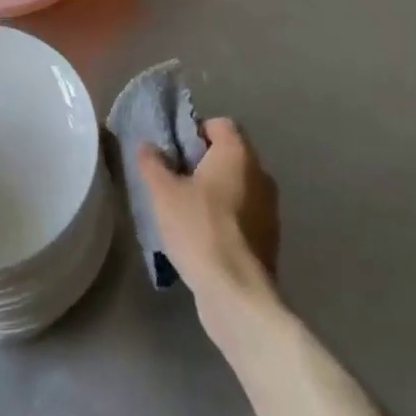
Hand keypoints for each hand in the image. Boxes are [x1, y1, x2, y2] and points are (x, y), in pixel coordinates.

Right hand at [136, 118, 279, 329]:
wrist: (236, 292)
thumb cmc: (199, 229)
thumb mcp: (163, 193)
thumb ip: (152, 163)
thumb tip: (146, 144)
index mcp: (238, 153)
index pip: (219, 124)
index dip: (194, 131)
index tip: (173, 152)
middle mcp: (260, 173)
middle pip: (228, 154)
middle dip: (201, 162)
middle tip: (173, 180)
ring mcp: (269, 207)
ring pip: (237, 185)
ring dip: (214, 191)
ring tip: (185, 211)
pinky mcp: (270, 237)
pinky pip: (243, 213)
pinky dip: (225, 217)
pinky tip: (203, 237)